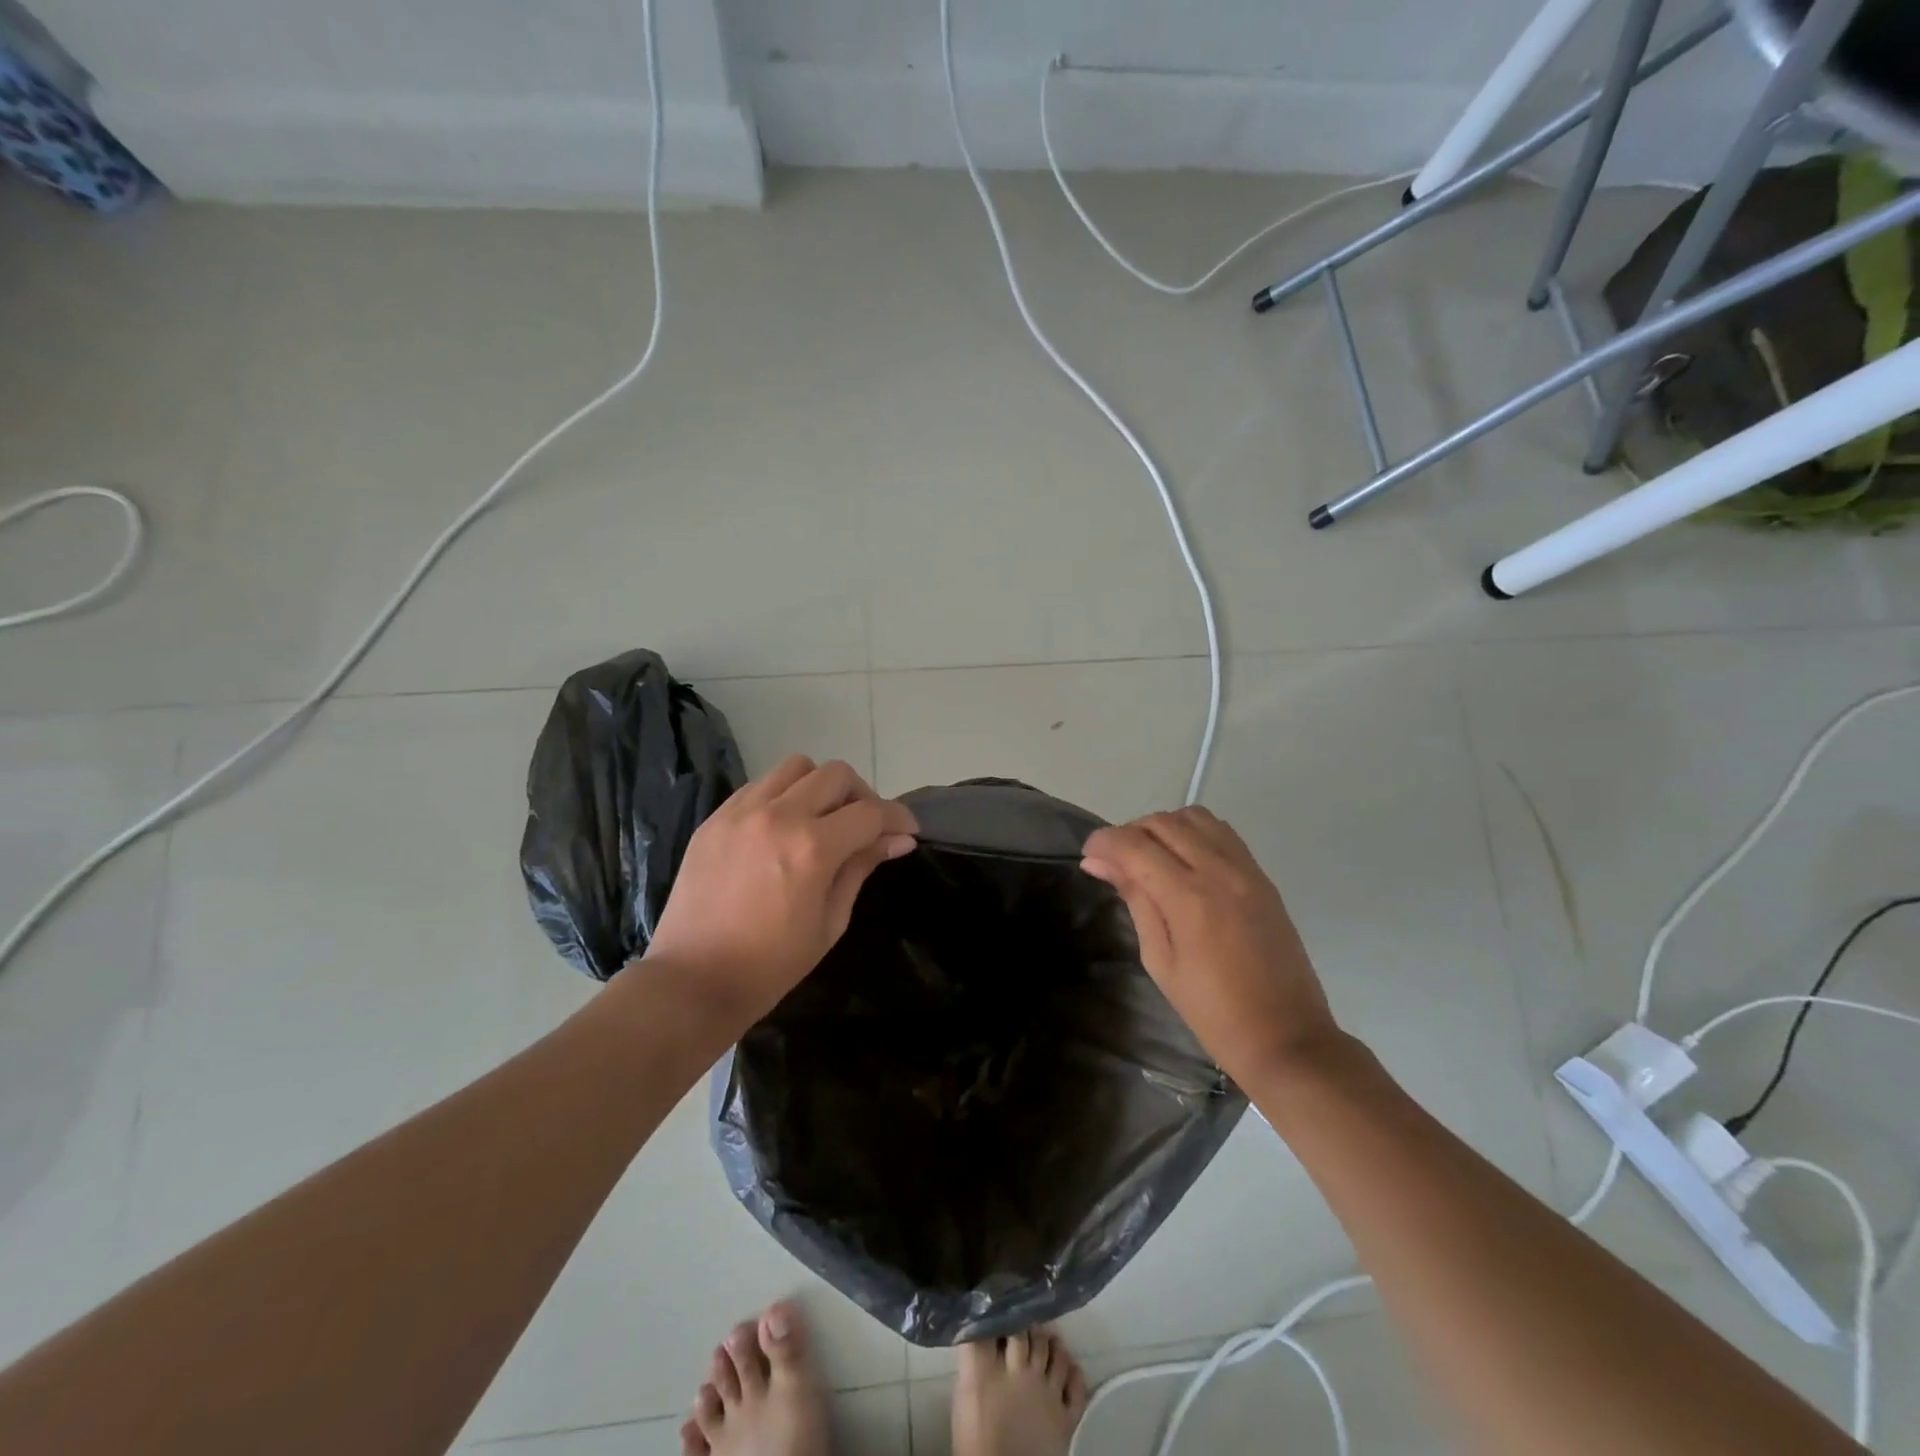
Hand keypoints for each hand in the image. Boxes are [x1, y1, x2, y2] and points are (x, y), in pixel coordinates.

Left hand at [642, 755, 918, 1031]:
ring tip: (822, 819)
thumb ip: (861, 868)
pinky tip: (783, 827)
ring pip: (796, 766)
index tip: (907, 830)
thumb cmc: (770, 965)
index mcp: (812, 848)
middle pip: (836, 775)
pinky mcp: (715, 818)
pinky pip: (760, 785)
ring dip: (820, 786)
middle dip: (862, 796)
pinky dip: (783, 795)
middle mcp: (778, 816)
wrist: (691, 981)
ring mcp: (741, 812)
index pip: (871, 812)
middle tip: (865, 826)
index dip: (898, 818)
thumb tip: (898, 839)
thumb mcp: (830, 922)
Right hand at [1081, 808, 1339, 1082]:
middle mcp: (1219, 871)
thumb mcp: (1160, 960)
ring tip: (1151, 857)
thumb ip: (1135, 900)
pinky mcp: (1262, 876)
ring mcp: (1246, 869)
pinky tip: (1185, 862)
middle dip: (1130, 832)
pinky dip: (1195, 834)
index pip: (1134, 845)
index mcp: (1188, 898)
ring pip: (1195, 817)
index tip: (1088, 855)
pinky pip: (1222, 832)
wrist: (1287, 1037)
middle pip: (1163, 822)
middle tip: (1116, 861)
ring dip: (1164, 827)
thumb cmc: (1212, 1011)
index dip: (1104, 842)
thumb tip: (1099, 862)